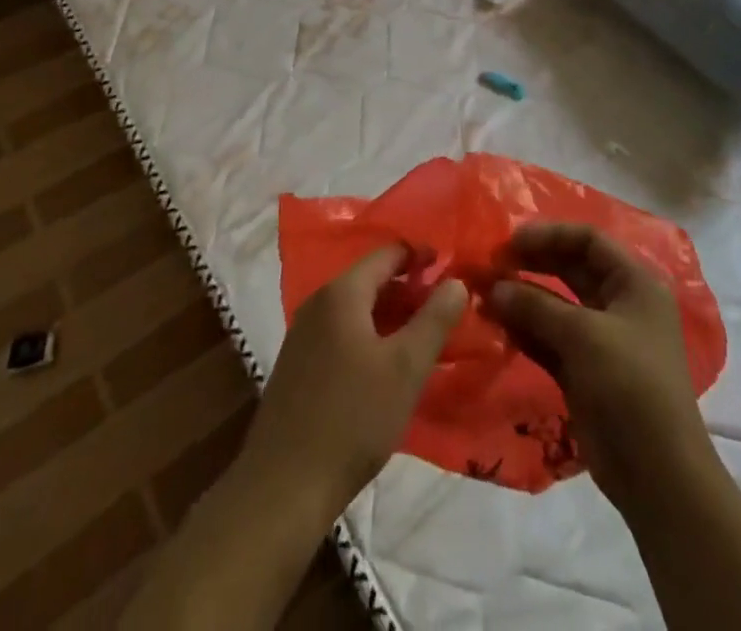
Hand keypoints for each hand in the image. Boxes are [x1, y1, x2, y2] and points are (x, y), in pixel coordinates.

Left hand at [243, 245, 467, 521]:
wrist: (284, 486)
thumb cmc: (352, 418)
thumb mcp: (406, 368)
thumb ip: (434, 319)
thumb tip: (456, 281)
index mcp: (342, 293)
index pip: (387, 253)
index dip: (421, 257)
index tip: (451, 270)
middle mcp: (318, 303)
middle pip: (371, 280)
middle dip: (409, 290)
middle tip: (446, 309)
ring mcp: (304, 334)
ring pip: (357, 309)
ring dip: (391, 316)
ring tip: (425, 337)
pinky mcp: (298, 365)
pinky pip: (342, 333)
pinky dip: (370, 337)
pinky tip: (388, 367)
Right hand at [489, 223, 714, 510]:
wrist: (658, 475)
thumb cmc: (630, 385)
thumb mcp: (583, 335)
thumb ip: (535, 306)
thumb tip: (492, 288)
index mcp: (634, 283)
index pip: (588, 241)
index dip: (549, 235)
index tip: (509, 241)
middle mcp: (619, 304)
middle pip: (570, 269)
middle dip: (531, 264)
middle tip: (490, 265)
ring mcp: (601, 340)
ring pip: (556, 305)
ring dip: (522, 298)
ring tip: (483, 295)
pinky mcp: (584, 371)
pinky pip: (549, 338)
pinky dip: (525, 330)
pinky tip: (495, 324)